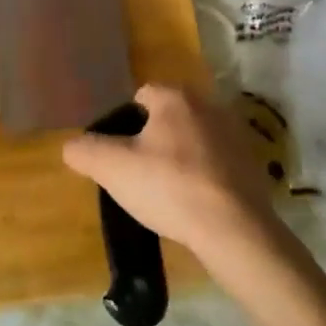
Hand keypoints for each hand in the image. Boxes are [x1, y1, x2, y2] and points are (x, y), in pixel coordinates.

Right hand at [63, 85, 286, 279]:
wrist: (233, 230)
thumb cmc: (168, 187)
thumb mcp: (111, 168)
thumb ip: (84, 151)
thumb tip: (72, 146)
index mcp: (176, 98)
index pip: (141, 96)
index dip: (124, 123)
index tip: (118, 153)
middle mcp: (209, 106)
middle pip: (169, 117)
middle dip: (153, 139)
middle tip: (138, 173)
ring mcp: (236, 136)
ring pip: (193, 140)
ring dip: (180, 158)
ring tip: (166, 192)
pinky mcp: (253, 166)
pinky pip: (216, 164)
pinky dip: (203, 177)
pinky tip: (194, 203)